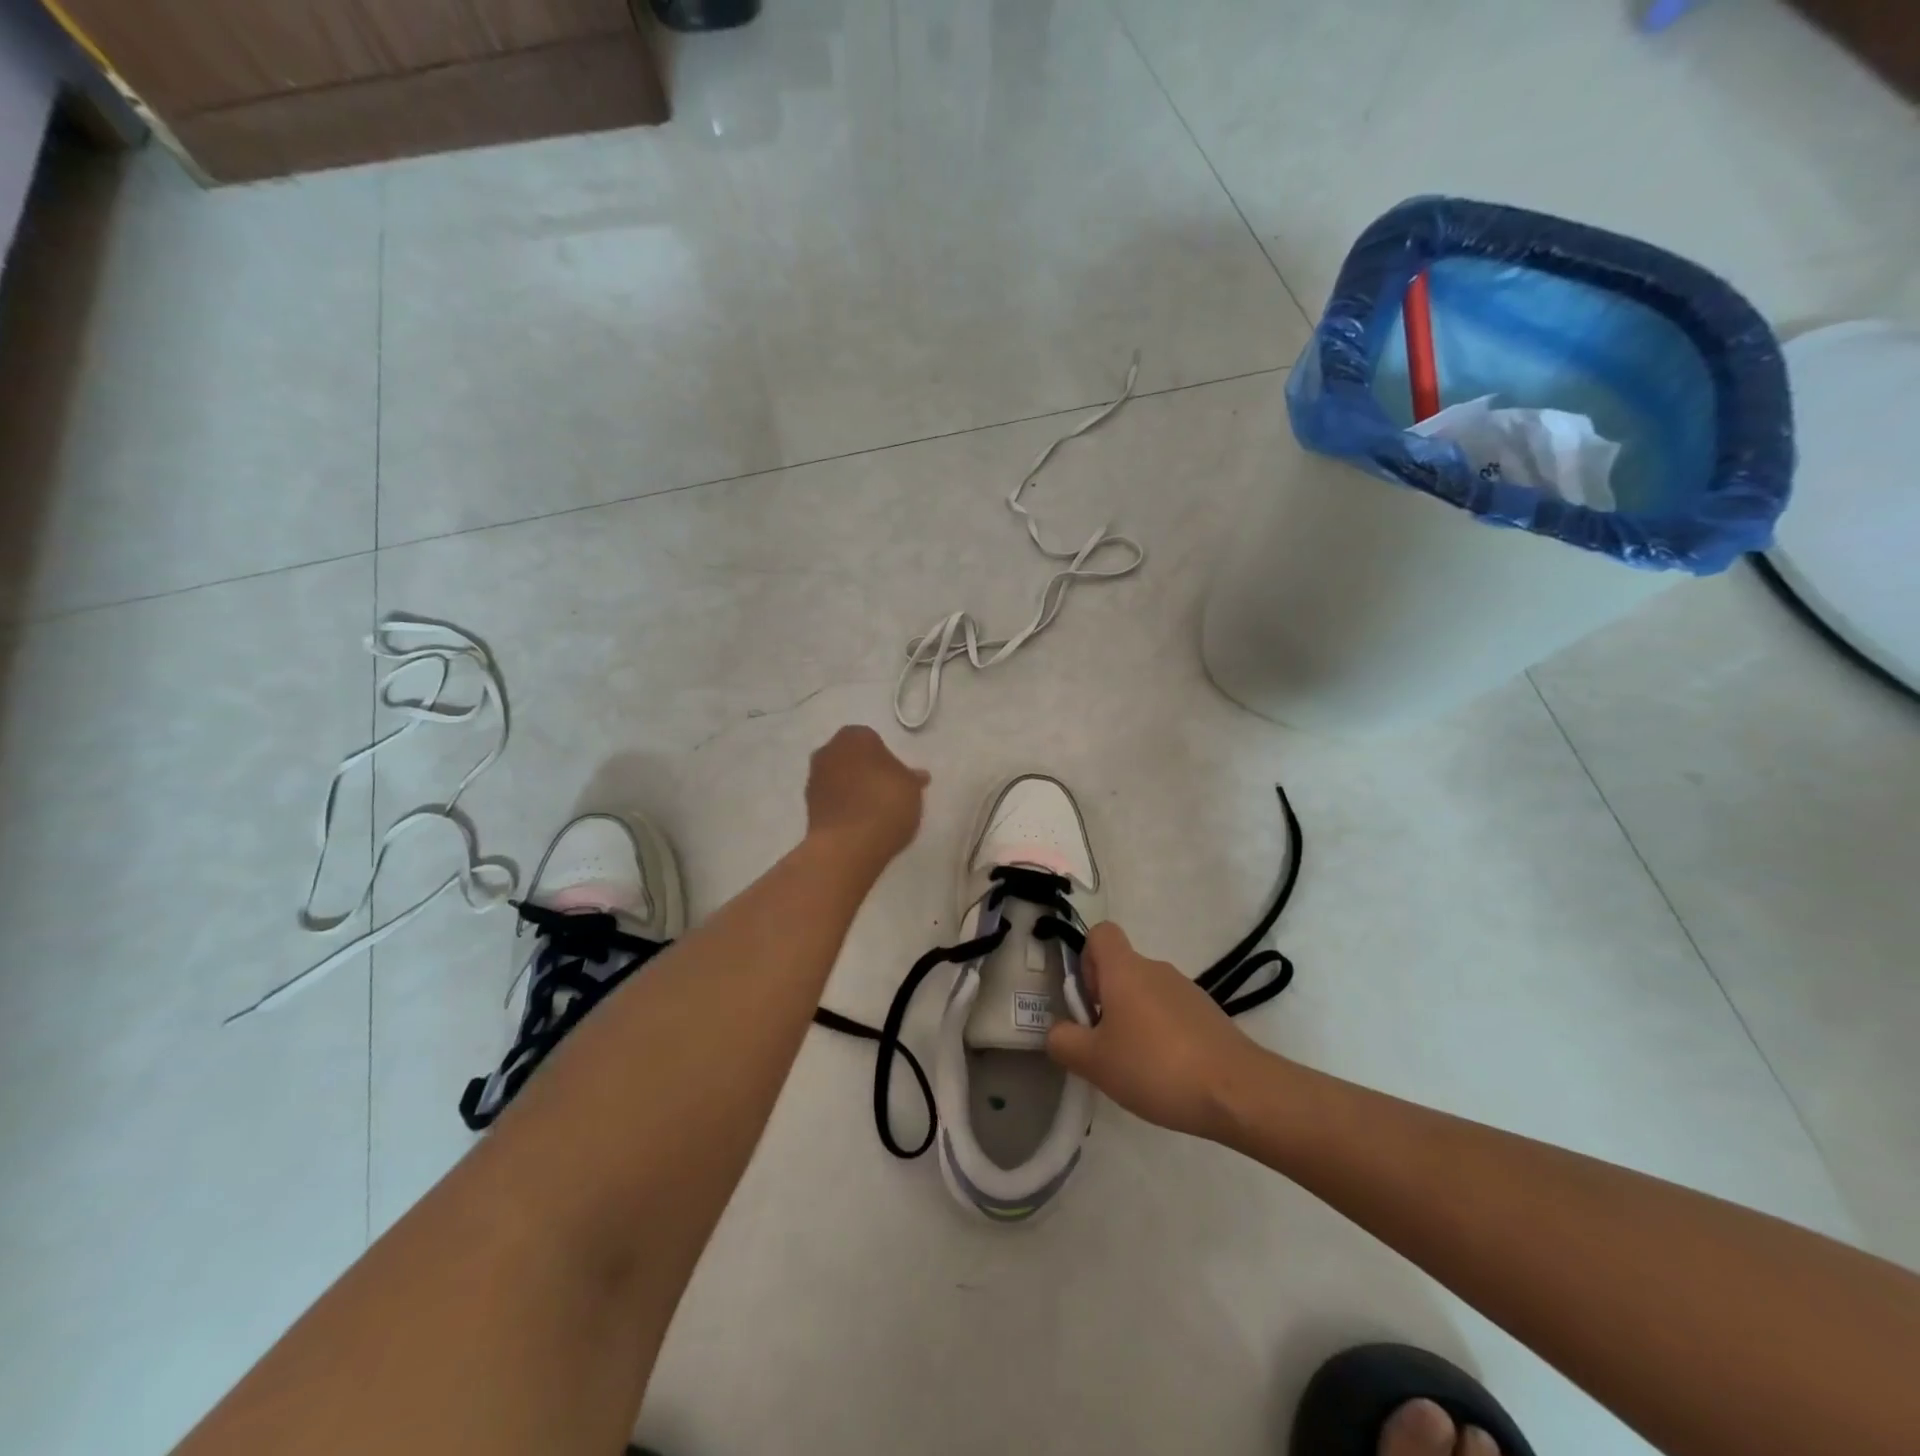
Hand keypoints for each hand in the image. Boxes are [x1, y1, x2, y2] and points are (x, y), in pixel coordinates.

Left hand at [804, 725, 929, 863]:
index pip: (873, 740)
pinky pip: (831, 800)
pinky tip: (859, 823)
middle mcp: (829, 751)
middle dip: (865, 770)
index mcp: (855, 737)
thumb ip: (912, 778)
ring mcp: (814, 778)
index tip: (897, 778)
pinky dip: (842, 807)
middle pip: (852, 757)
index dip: (886, 759)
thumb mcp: (911, 789)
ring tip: (873, 812)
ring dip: (852, 789)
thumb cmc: (885, 804)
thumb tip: (918, 775)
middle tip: (886, 792)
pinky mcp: (807, 806)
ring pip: (839, 778)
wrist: (847, 846)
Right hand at [1046, 923, 1262, 1139]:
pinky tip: (1167, 1075)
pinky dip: (1162, 1035)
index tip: (1088, 1001)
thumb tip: (1058, 1031)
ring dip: (1134, 1020)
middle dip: (1107, 1001)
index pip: (1101, 933)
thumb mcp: (1094, 1062)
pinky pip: (1172, 1014)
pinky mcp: (1209, 1016)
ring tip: (1137, 1068)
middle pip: (1121, 969)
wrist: (1238, 1091)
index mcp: (1125, 969)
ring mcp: (1188, 991)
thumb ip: (1064, 1041)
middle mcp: (1156, 969)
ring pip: (1146, 994)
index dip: (1086, 959)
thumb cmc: (1156, 1066)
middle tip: (1105, 1046)